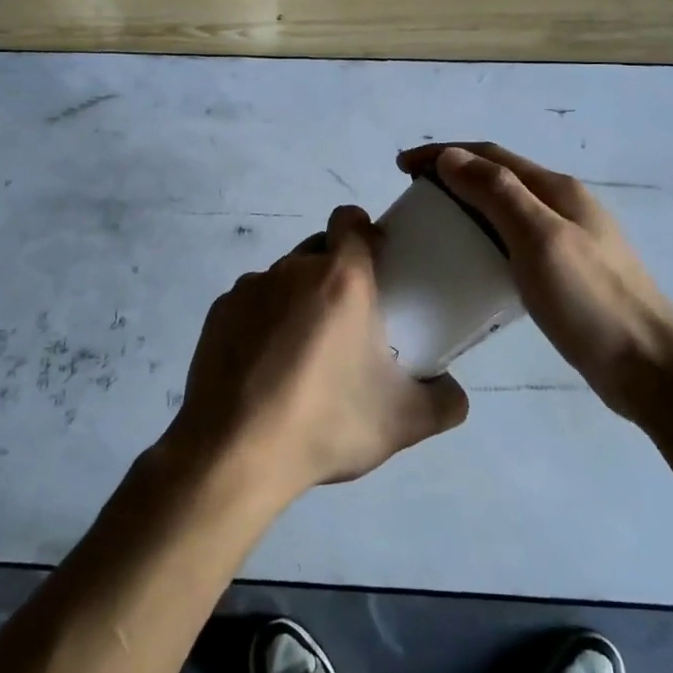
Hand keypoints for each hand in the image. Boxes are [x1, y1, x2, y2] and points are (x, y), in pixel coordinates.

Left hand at [161, 205, 468, 509]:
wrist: (235, 452)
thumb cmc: (326, 423)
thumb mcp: (403, 422)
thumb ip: (445, 401)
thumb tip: (454, 392)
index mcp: (341, 278)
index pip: (350, 220)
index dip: (364, 232)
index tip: (375, 263)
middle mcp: (292, 269)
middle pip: (318, 250)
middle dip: (335, 272)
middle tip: (347, 321)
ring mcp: (248, 288)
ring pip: (283, 278)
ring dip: (298, 298)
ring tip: (302, 353)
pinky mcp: (218, 313)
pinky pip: (251, 303)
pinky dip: (263, 321)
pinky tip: (265, 367)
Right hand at [397, 143, 672, 421]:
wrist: (649, 367)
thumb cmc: (590, 300)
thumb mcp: (538, 239)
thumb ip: (497, 193)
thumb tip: (450, 156)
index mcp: (557, 190)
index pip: (490, 155)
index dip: (443, 154)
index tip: (401, 166)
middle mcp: (563, 205)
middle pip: (498, 177)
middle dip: (452, 176)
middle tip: (412, 196)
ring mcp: (568, 240)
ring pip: (505, 209)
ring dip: (466, 205)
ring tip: (433, 224)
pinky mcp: (565, 272)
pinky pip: (513, 241)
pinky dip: (483, 237)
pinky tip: (470, 262)